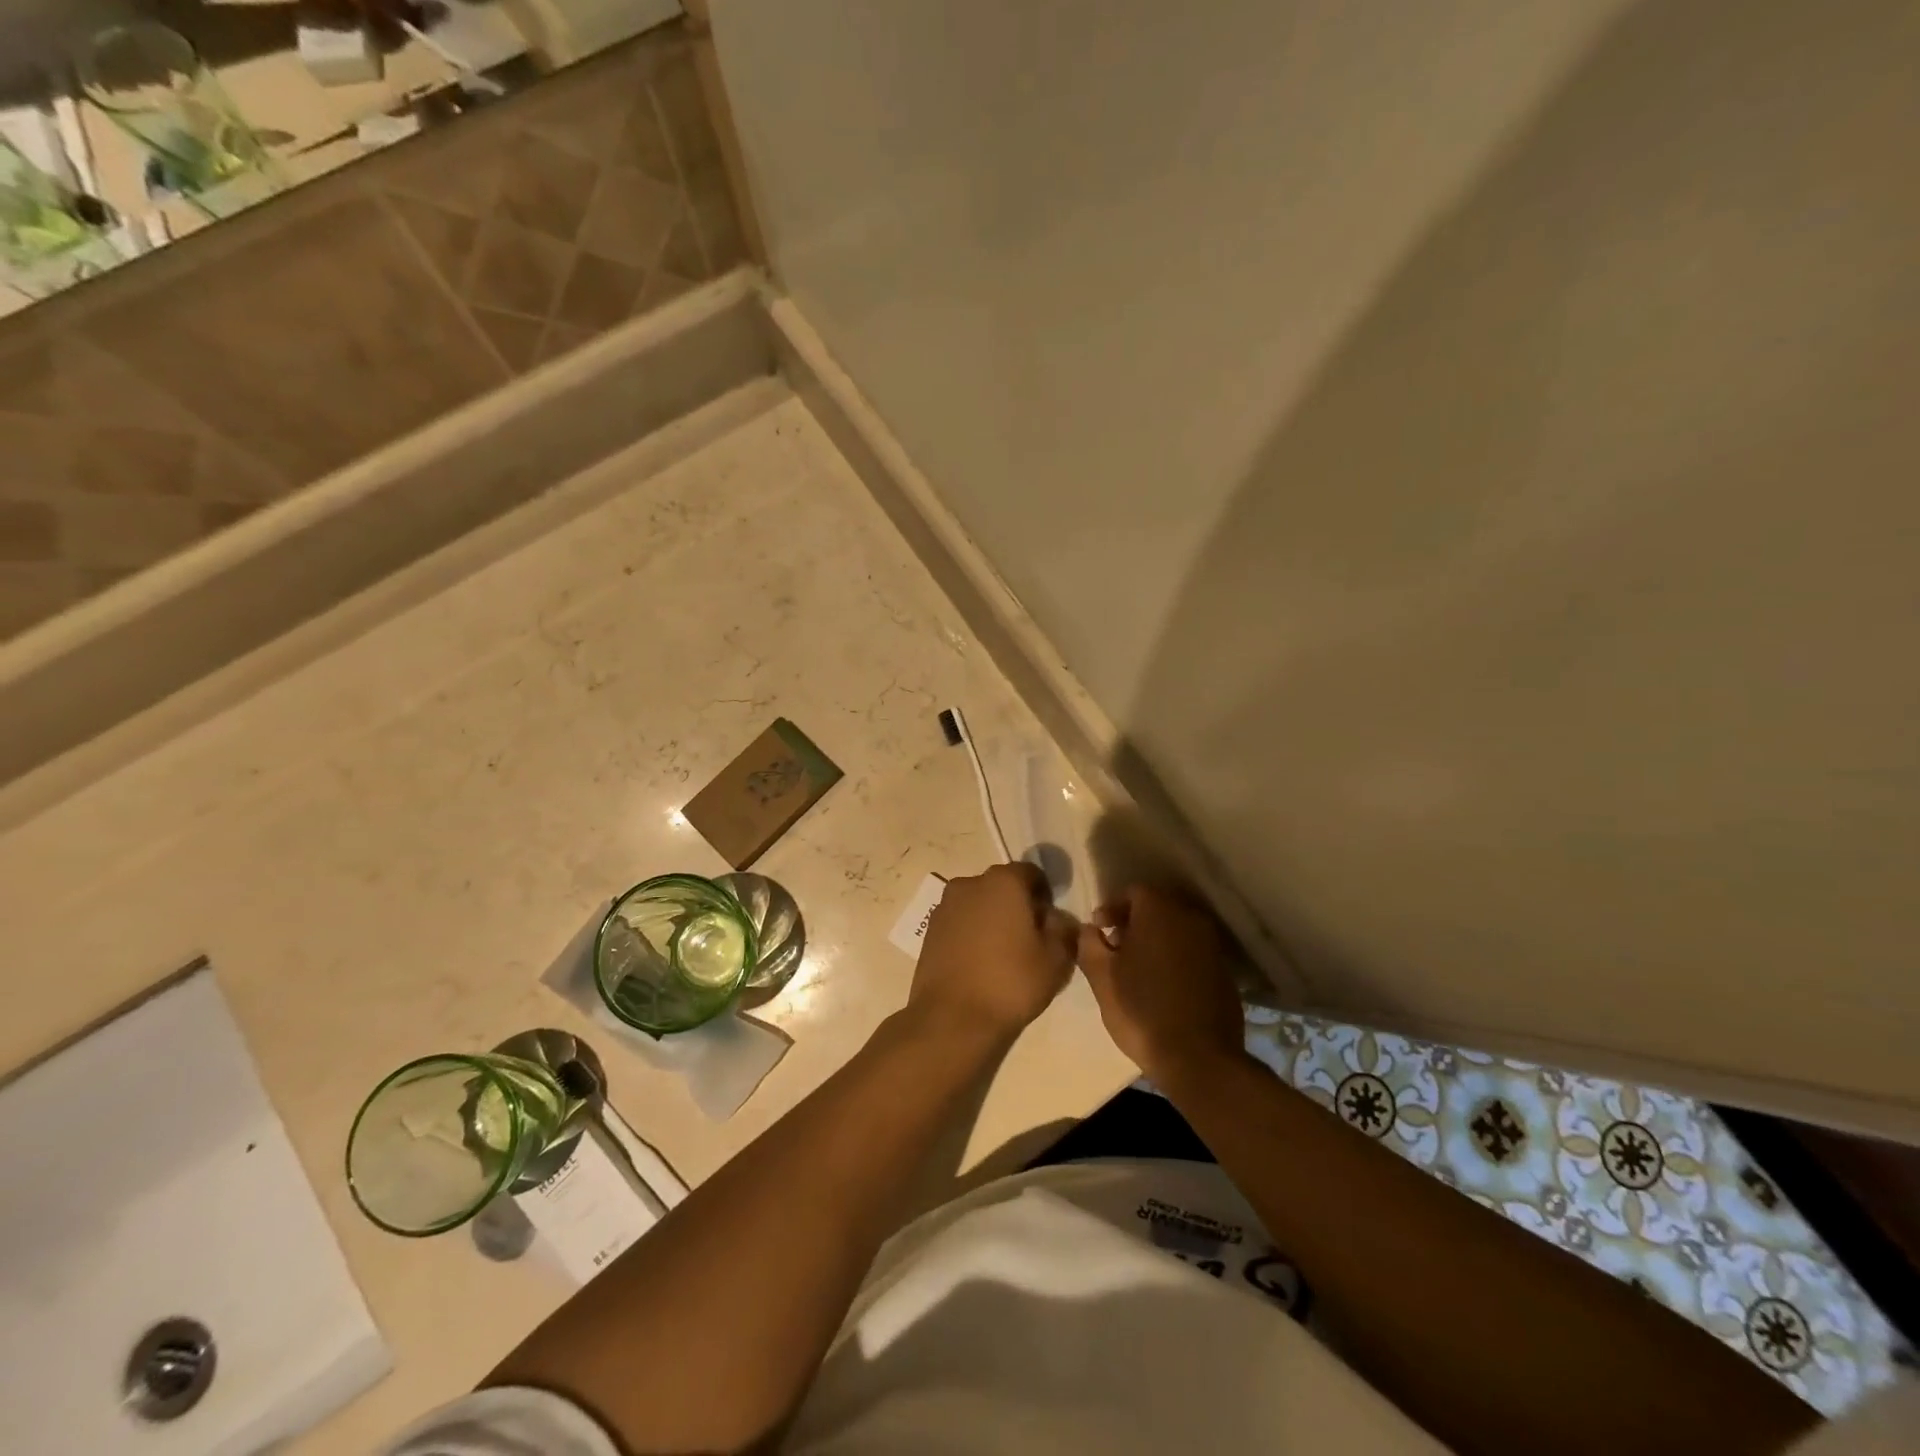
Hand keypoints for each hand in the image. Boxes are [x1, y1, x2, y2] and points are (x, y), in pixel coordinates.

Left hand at [908, 862, 1076, 1040]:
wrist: (953, 1017)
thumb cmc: (1011, 982)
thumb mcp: (1056, 958)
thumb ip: (1063, 928)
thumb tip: (1056, 917)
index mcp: (1003, 881)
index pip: (1032, 873)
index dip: (1045, 895)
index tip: (1050, 923)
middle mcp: (970, 883)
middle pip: (1003, 886)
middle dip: (1018, 905)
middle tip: (1029, 939)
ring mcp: (946, 905)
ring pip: (979, 903)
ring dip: (992, 918)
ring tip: (1003, 954)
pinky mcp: (931, 929)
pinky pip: (961, 921)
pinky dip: (972, 933)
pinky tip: (979, 963)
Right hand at [1077, 885, 1244, 1083]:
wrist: (1199, 1058)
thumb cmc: (1141, 1010)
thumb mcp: (1101, 977)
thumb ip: (1089, 944)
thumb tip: (1090, 929)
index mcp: (1159, 911)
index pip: (1133, 892)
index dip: (1111, 908)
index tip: (1098, 931)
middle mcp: (1189, 918)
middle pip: (1157, 907)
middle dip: (1133, 923)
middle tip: (1115, 948)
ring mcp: (1212, 944)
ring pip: (1176, 929)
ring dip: (1155, 940)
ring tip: (1137, 969)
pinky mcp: (1224, 970)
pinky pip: (1192, 951)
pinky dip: (1175, 958)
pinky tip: (1163, 985)